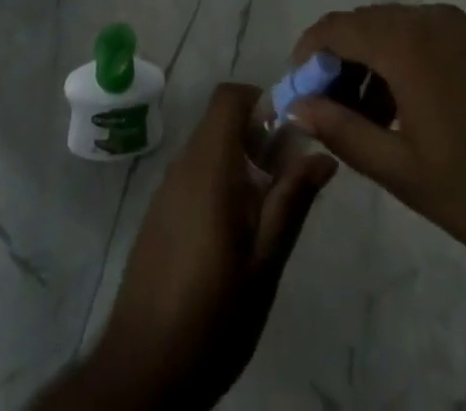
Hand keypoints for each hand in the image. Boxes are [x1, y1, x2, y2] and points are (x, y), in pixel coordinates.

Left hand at [45, 83, 335, 410]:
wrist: (143, 369)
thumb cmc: (213, 315)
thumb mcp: (265, 263)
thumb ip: (292, 201)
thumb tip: (323, 154)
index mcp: (209, 167)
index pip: (229, 97)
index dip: (262, 101)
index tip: (290, 134)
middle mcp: (183, 166)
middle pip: (221, 121)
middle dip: (258, 136)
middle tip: (287, 180)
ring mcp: (166, 189)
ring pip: (209, 148)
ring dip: (241, 162)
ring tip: (267, 212)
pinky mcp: (158, 213)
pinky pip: (194, 175)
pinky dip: (220, 182)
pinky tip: (234, 234)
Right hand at [288, 3, 465, 279]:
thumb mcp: (402, 171)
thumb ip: (342, 131)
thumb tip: (297, 107)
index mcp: (405, 42)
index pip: (335, 27)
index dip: (307, 53)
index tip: (297, 91)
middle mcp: (430, 19)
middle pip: (364, 24)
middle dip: (338, 61)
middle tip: (329, 111)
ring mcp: (463, 27)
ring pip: (396, 29)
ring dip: (371, 62)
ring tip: (368, 118)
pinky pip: (427, 36)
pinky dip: (404, 61)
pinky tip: (410, 109)